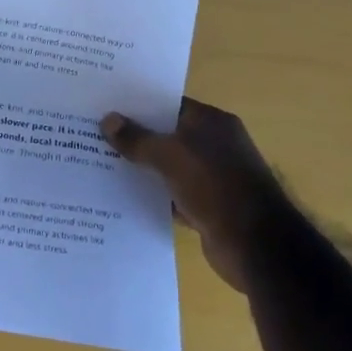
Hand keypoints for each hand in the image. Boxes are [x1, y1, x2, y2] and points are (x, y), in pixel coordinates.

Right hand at [101, 100, 287, 292]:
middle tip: (94, 132)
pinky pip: (172, 193)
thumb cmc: (214, 186)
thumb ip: (137, 138)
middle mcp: (215, 145)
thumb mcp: (169, 156)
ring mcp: (213, 177)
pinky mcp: (208, 206)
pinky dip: (154, 195)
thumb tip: (107, 120)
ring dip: (142, 167)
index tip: (106, 105)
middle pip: (167, 135)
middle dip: (135, 136)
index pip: (169, 104)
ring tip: (100, 161)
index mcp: (212, 123)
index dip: (138, 104)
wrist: (256, 245)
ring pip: (168, 166)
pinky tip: (122, 195)